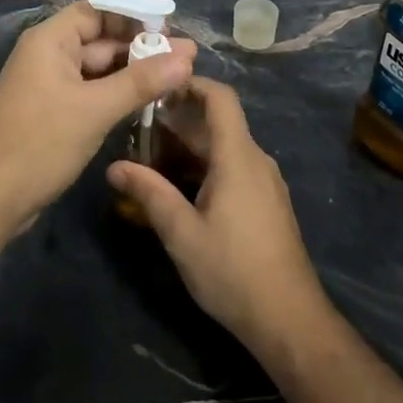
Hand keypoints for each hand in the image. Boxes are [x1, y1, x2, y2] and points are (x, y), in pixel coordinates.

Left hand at [0, 0, 195, 231]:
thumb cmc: (40, 143)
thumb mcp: (95, 109)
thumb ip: (141, 81)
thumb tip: (187, 57)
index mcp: (49, 40)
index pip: (96, 11)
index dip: (134, 14)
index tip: (171, 24)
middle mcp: (48, 55)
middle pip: (100, 39)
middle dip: (142, 47)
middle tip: (188, 57)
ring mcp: (49, 85)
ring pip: (99, 68)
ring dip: (134, 72)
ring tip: (179, 77)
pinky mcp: (54, 112)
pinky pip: (92, 91)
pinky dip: (118, 93)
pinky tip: (148, 101)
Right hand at [107, 77, 329, 359]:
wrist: (288, 319)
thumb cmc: (233, 270)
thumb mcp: (182, 233)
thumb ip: (149, 193)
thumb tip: (113, 166)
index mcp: (238, 157)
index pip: (220, 98)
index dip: (191, 83)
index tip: (157, 84)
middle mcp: (255, 160)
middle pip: (218, 123)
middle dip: (179, 119)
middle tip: (137, 125)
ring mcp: (264, 182)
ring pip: (223, 148)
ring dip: (189, 146)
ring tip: (149, 156)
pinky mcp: (265, 203)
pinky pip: (232, 168)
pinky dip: (204, 166)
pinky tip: (178, 187)